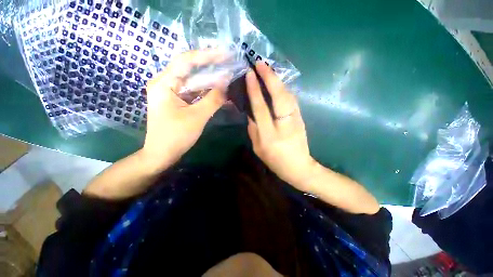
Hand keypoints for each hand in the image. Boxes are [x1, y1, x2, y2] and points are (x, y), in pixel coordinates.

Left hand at [142, 49, 229, 171]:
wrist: (161, 154)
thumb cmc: (176, 137)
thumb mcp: (197, 117)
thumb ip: (213, 99)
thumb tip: (226, 83)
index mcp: (164, 83)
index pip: (186, 61)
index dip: (207, 56)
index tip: (226, 54)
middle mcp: (165, 83)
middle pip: (190, 69)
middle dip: (211, 66)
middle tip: (229, 63)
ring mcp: (170, 92)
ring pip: (193, 80)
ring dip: (210, 79)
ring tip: (227, 75)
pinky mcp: (176, 100)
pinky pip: (193, 91)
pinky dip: (206, 91)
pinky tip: (218, 90)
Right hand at [246, 63, 315, 190]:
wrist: (299, 167)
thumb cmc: (275, 161)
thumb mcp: (258, 148)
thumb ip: (253, 129)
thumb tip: (251, 112)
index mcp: (269, 136)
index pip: (261, 108)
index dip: (255, 90)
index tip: (250, 74)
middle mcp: (284, 125)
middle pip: (279, 97)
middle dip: (270, 78)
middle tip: (261, 63)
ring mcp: (296, 120)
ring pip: (288, 96)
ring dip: (278, 80)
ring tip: (268, 69)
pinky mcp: (301, 119)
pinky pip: (292, 100)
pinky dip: (284, 89)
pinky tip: (277, 83)